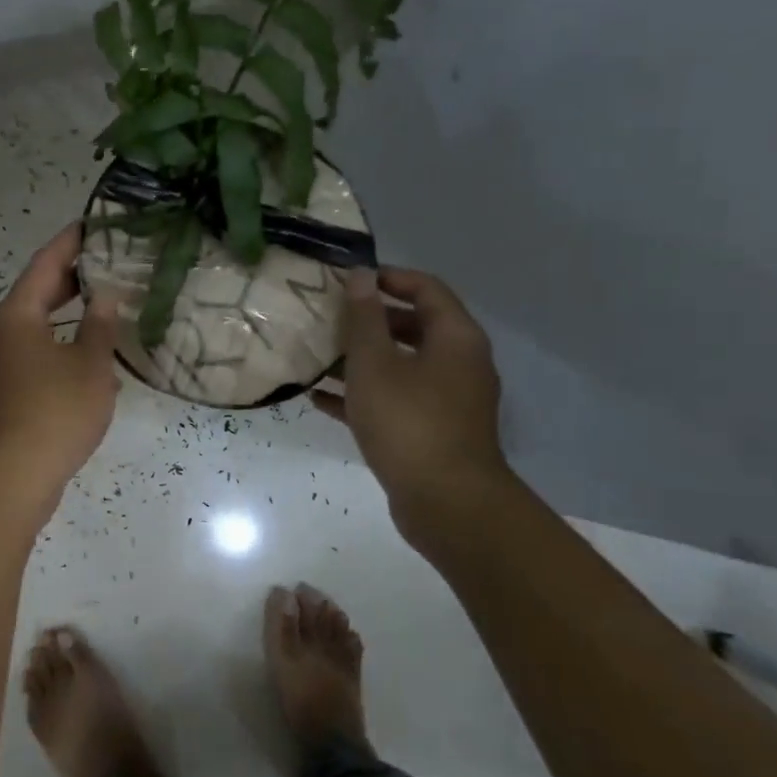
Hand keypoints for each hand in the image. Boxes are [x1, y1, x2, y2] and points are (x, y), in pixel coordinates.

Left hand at [0, 224, 120, 506]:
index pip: (45, 264)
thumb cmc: (53, 413)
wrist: (9, 479)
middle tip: (110, 263)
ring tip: (106, 307)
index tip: (95, 222)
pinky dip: (61, 348)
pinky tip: (90, 362)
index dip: (71, 241)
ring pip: (37, 328)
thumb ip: (99, 326)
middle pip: (37, 294)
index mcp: (16, 315)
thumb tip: (105, 297)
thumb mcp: (89, 366)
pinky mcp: (2, 394)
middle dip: (72, 279)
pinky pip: (35, 357)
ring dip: (68, 317)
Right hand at [312, 267, 509, 540]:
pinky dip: (365, 394)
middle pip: (413, 326)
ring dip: (362, 358)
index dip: (388, 277)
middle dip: (369, 320)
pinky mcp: (434, 430)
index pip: (426, 288)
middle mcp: (459, 363)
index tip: (348, 280)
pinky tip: (321, 398)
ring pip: (401, 365)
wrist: (445, 502)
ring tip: (317, 355)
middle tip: (327, 317)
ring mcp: (448, 399)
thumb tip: (361, 275)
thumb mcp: (374, 363)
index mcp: (455, 338)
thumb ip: (364, 318)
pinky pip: (396, 399)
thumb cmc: (408, 421)